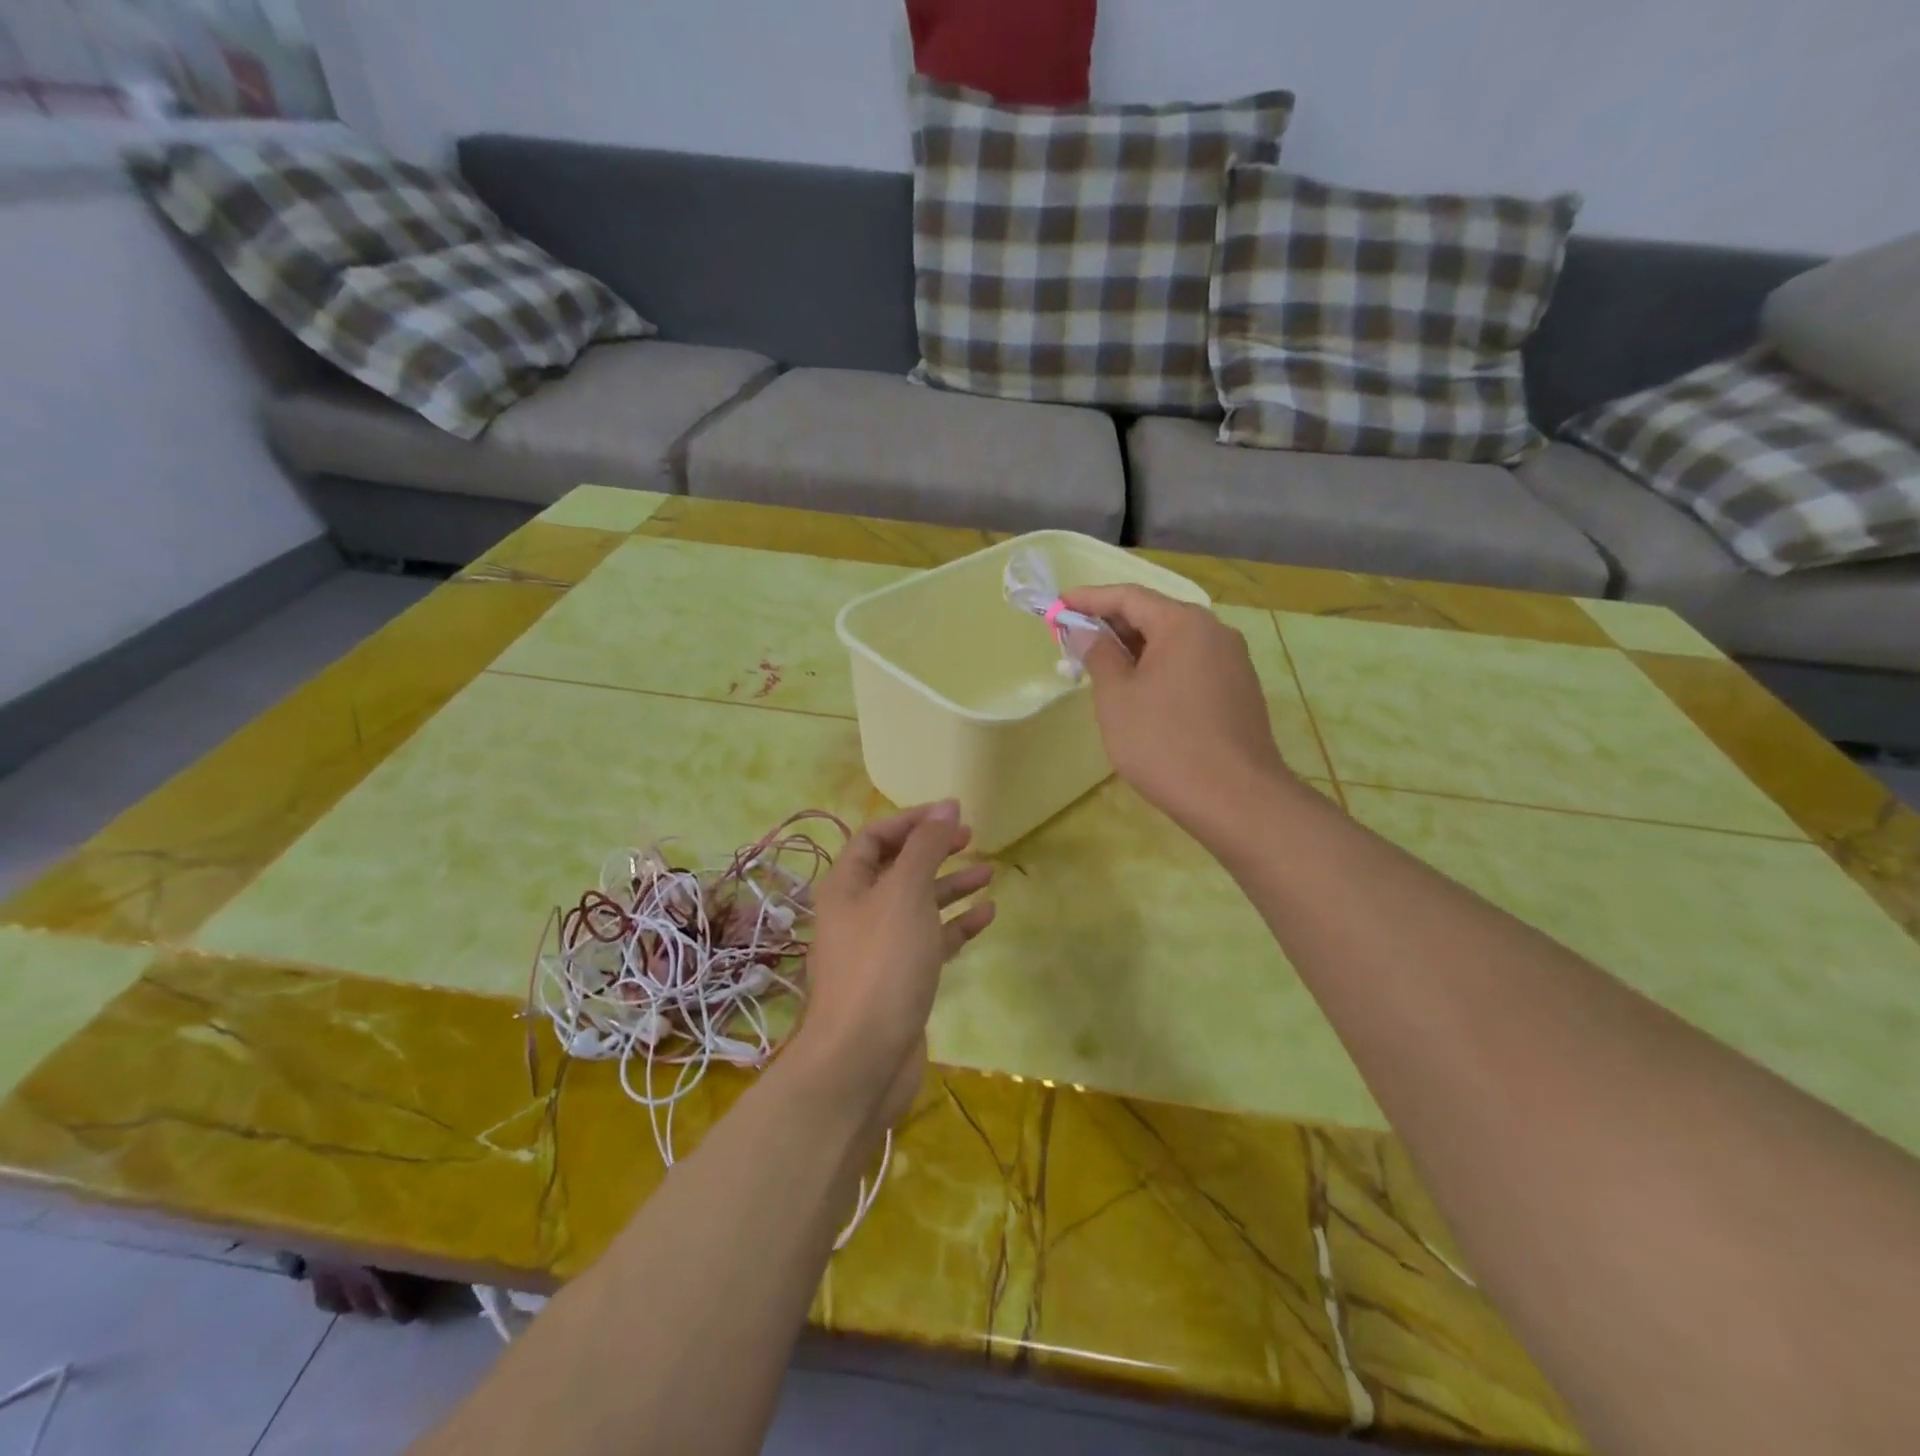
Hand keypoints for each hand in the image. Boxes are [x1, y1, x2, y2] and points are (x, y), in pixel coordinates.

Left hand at [796, 802, 995, 1126]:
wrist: (862, 1059)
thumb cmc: (882, 963)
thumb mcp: (905, 893)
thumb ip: (926, 847)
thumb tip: (947, 806)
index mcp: (847, 886)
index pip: (875, 836)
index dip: (912, 820)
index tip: (953, 813)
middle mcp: (859, 911)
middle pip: (898, 868)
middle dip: (933, 850)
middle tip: (971, 838)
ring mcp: (880, 947)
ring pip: (918, 904)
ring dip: (950, 886)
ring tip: (988, 872)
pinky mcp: (901, 978)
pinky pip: (931, 940)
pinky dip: (956, 925)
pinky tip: (986, 915)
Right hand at [1063, 584, 1295, 844]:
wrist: (1235, 798)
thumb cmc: (1164, 743)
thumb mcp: (1117, 697)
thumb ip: (1098, 655)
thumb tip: (1085, 631)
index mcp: (1183, 623)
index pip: (1128, 596)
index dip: (1088, 599)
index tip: (1055, 607)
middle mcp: (1214, 631)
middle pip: (1154, 615)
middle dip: (1111, 626)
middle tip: (1074, 641)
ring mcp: (1232, 661)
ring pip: (1173, 643)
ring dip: (1134, 650)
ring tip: (1100, 669)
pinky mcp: (1238, 690)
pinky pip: (1190, 665)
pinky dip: (1159, 669)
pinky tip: (1139, 694)